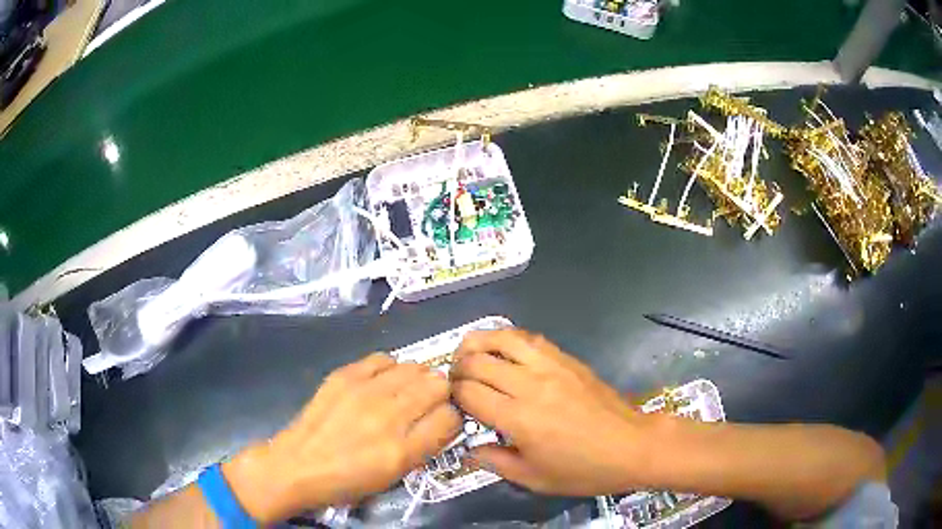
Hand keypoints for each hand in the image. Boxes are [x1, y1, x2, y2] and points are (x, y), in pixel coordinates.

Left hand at [223, 354, 461, 523]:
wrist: (298, 465)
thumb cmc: (347, 481)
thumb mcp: (394, 476)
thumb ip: (424, 446)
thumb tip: (443, 419)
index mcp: (403, 450)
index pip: (451, 417)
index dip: (452, 418)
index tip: (443, 421)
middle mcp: (388, 416)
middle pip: (437, 386)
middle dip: (440, 394)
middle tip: (428, 404)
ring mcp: (364, 391)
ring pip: (414, 367)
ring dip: (418, 379)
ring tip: (407, 391)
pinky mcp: (344, 375)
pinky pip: (383, 358)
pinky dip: (390, 368)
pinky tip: (383, 380)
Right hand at [451, 330, 656, 496]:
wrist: (632, 446)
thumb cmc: (583, 469)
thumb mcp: (535, 479)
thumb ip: (496, 462)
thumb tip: (469, 451)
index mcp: (519, 419)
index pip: (468, 393)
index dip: (452, 395)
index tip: (451, 402)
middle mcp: (530, 385)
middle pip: (478, 361)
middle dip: (457, 368)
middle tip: (454, 380)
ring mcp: (551, 367)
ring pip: (503, 338)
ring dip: (478, 342)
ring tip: (469, 353)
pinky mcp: (567, 359)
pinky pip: (530, 338)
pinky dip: (508, 339)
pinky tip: (504, 350)